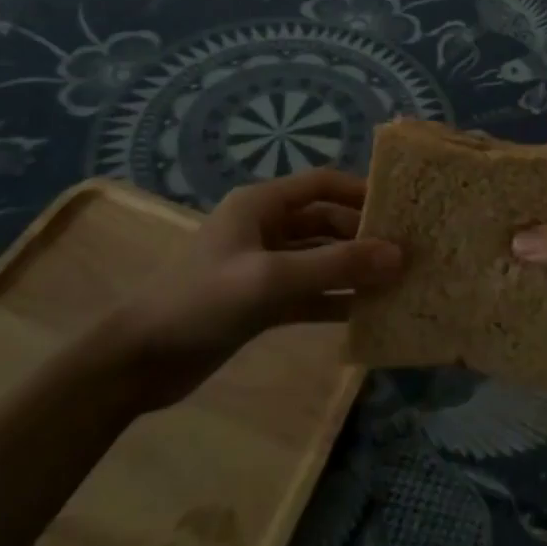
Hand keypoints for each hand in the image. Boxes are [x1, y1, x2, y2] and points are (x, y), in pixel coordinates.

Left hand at [98, 169, 401, 412]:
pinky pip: (309, 293)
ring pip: (320, 260)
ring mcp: (263, 266)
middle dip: (363, 236)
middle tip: (407, 253)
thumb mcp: (271, 279)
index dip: (361, 191)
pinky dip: (334, 300)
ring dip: (353, 270)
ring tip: (397, 283)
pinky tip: (366, 313)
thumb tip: (399, 255)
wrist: (138, 361)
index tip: (402, 209)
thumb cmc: (202, 302)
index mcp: (261, 205)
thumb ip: (336, 266)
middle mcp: (265, 228)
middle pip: (326, 222)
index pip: (322, 184)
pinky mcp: (261, 301)